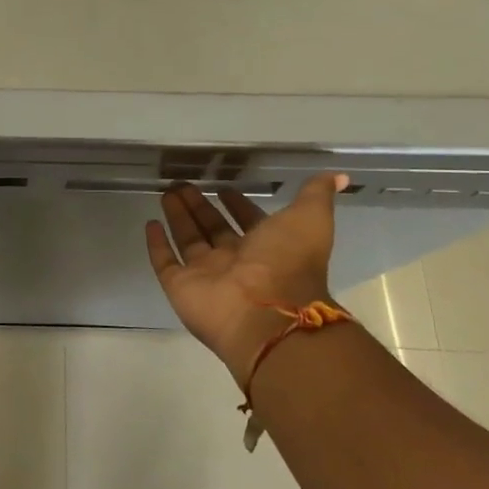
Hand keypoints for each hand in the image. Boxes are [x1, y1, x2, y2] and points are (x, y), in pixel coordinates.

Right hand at [145, 174, 347, 387]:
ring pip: (188, 240)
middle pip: (213, 228)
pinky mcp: (180, 285)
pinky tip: (150, 223)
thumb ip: (317, 195)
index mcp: (266, 247)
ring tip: (166, 192)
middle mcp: (235, 261)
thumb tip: (338, 176)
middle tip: (182, 183)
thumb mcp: (309, 219)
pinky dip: (157, 244)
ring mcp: (205, 274)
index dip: (237, 203)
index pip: (248, 220)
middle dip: (200, 206)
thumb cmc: (287, 262)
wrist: (265, 312)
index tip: (224, 186)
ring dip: (178, 217)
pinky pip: (165, 261)